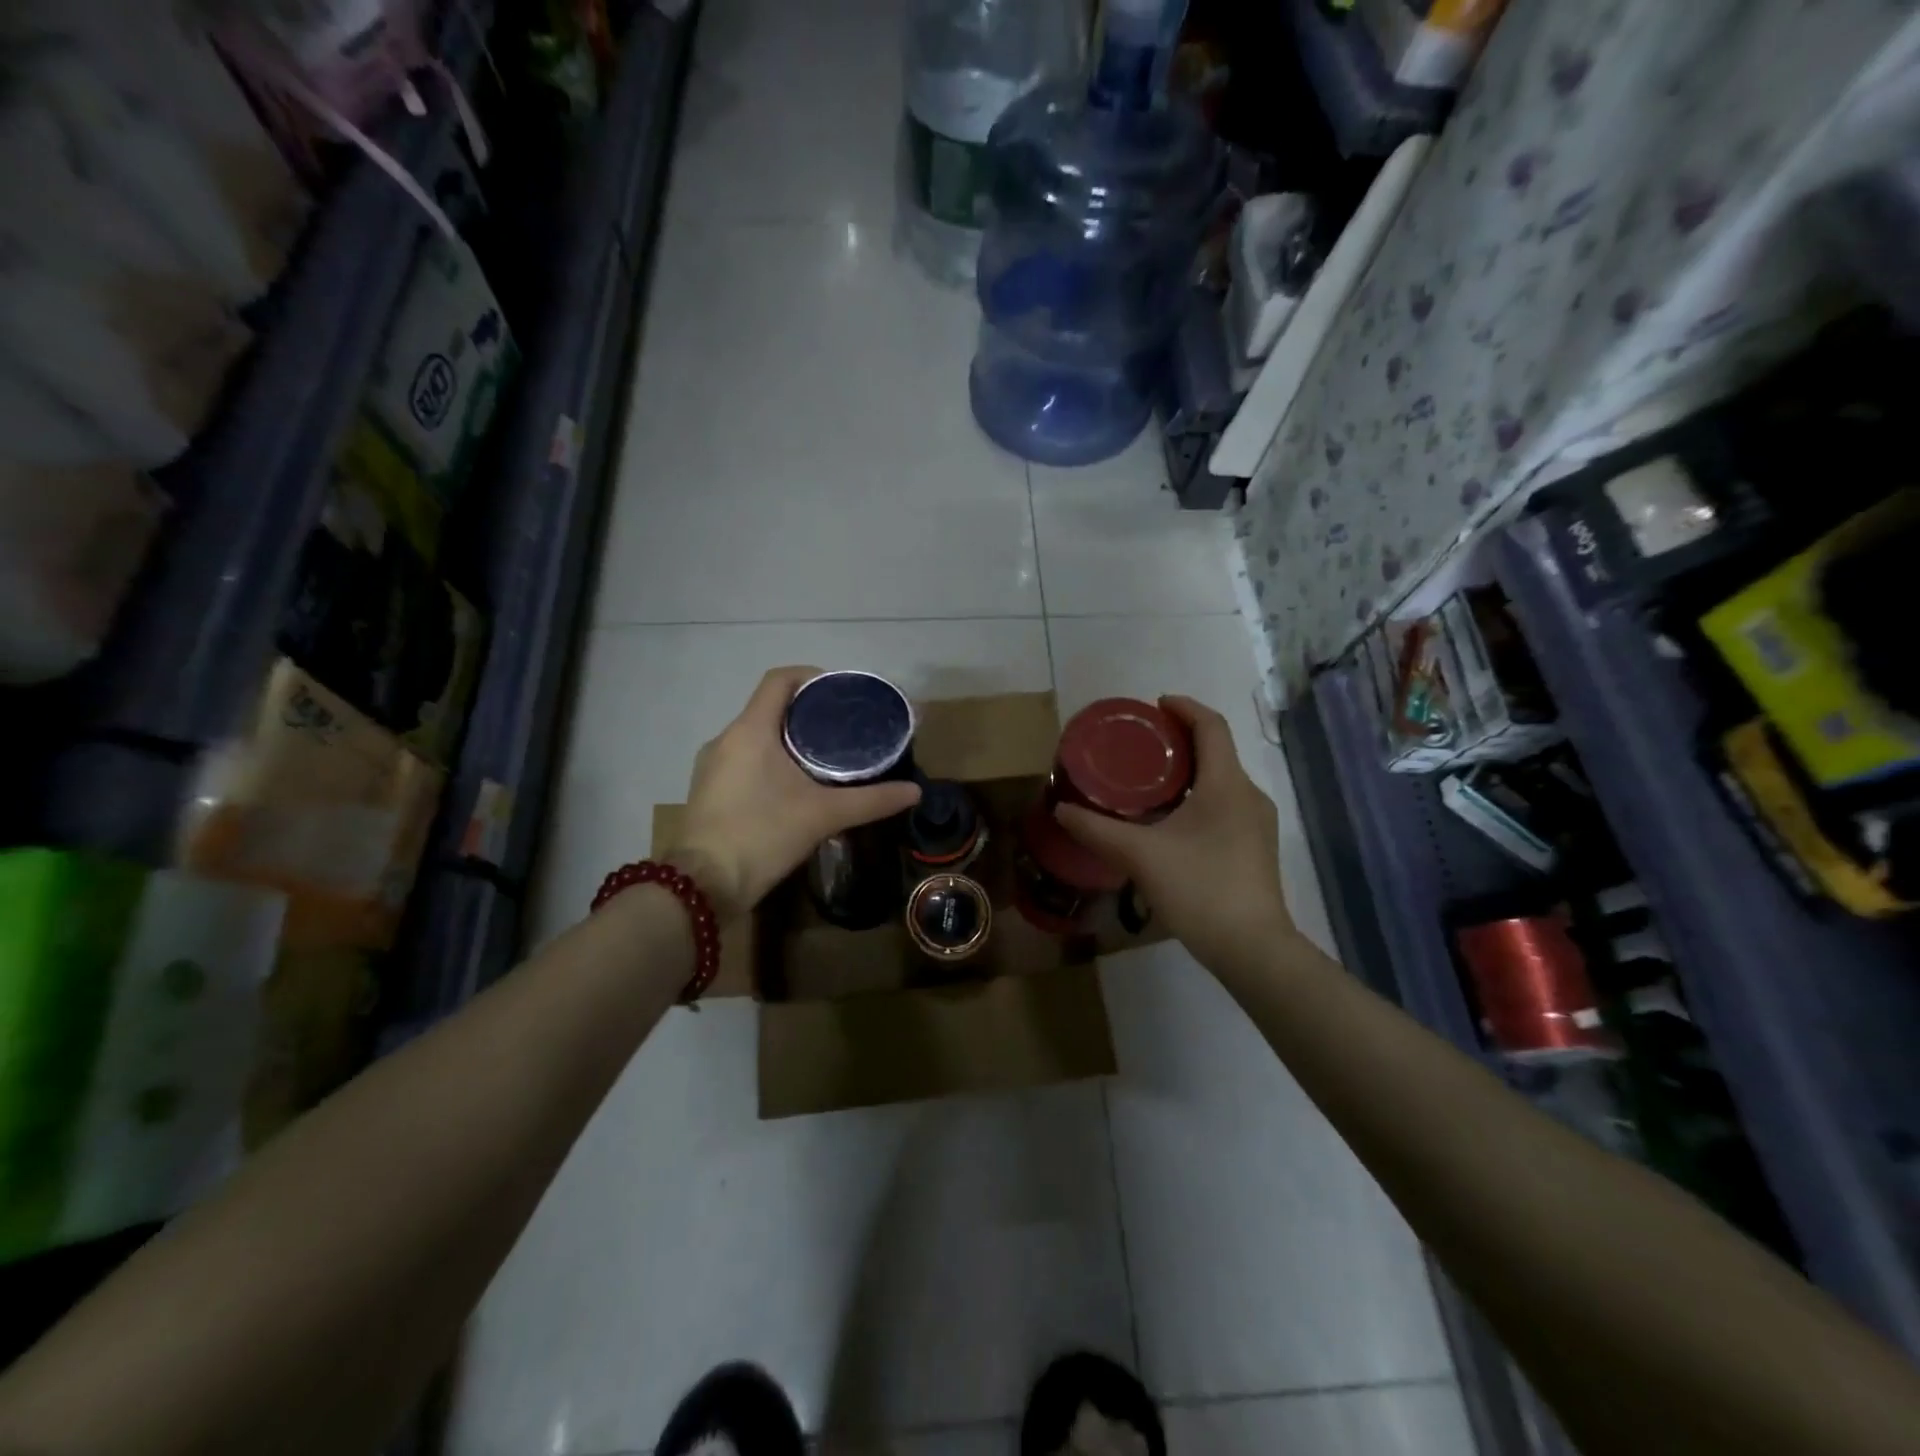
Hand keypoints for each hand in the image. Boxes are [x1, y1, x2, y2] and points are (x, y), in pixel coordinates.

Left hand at [670, 666, 921, 919]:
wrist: (703, 885)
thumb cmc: (762, 835)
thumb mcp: (824, 815)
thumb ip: (871, 800)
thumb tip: (915, 792)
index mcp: (750, 730)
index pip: (779, 679)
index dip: (812, 677)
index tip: (841, 693)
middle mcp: (726, 738)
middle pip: (770, 707)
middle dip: (807, 713)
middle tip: (844, 730)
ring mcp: (712, 765)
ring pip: (756, 736)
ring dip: (788, 739)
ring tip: (825, 758)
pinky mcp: (708, 790)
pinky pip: (744, 759)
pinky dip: (771, 761)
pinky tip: (794, 786)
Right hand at [1054, 696, 1295, 972]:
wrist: (1251, 948)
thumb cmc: (1199, 889)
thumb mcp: (1139, 855)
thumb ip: (1097, 830)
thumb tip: (1060, 810)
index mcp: (1227, 784)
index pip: (1211, 726)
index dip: (1185, 708)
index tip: (1155, 705)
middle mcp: (1248, 795)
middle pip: (1217, 751)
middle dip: (1181, 741)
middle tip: (1140, 745)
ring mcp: (1257, 824)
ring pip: (1221, 781)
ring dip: (1189, 772)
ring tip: (1150, 782)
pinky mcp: (1255, 848)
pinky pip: (1225, 805)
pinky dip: (1198, 798)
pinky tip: (1170, 821)